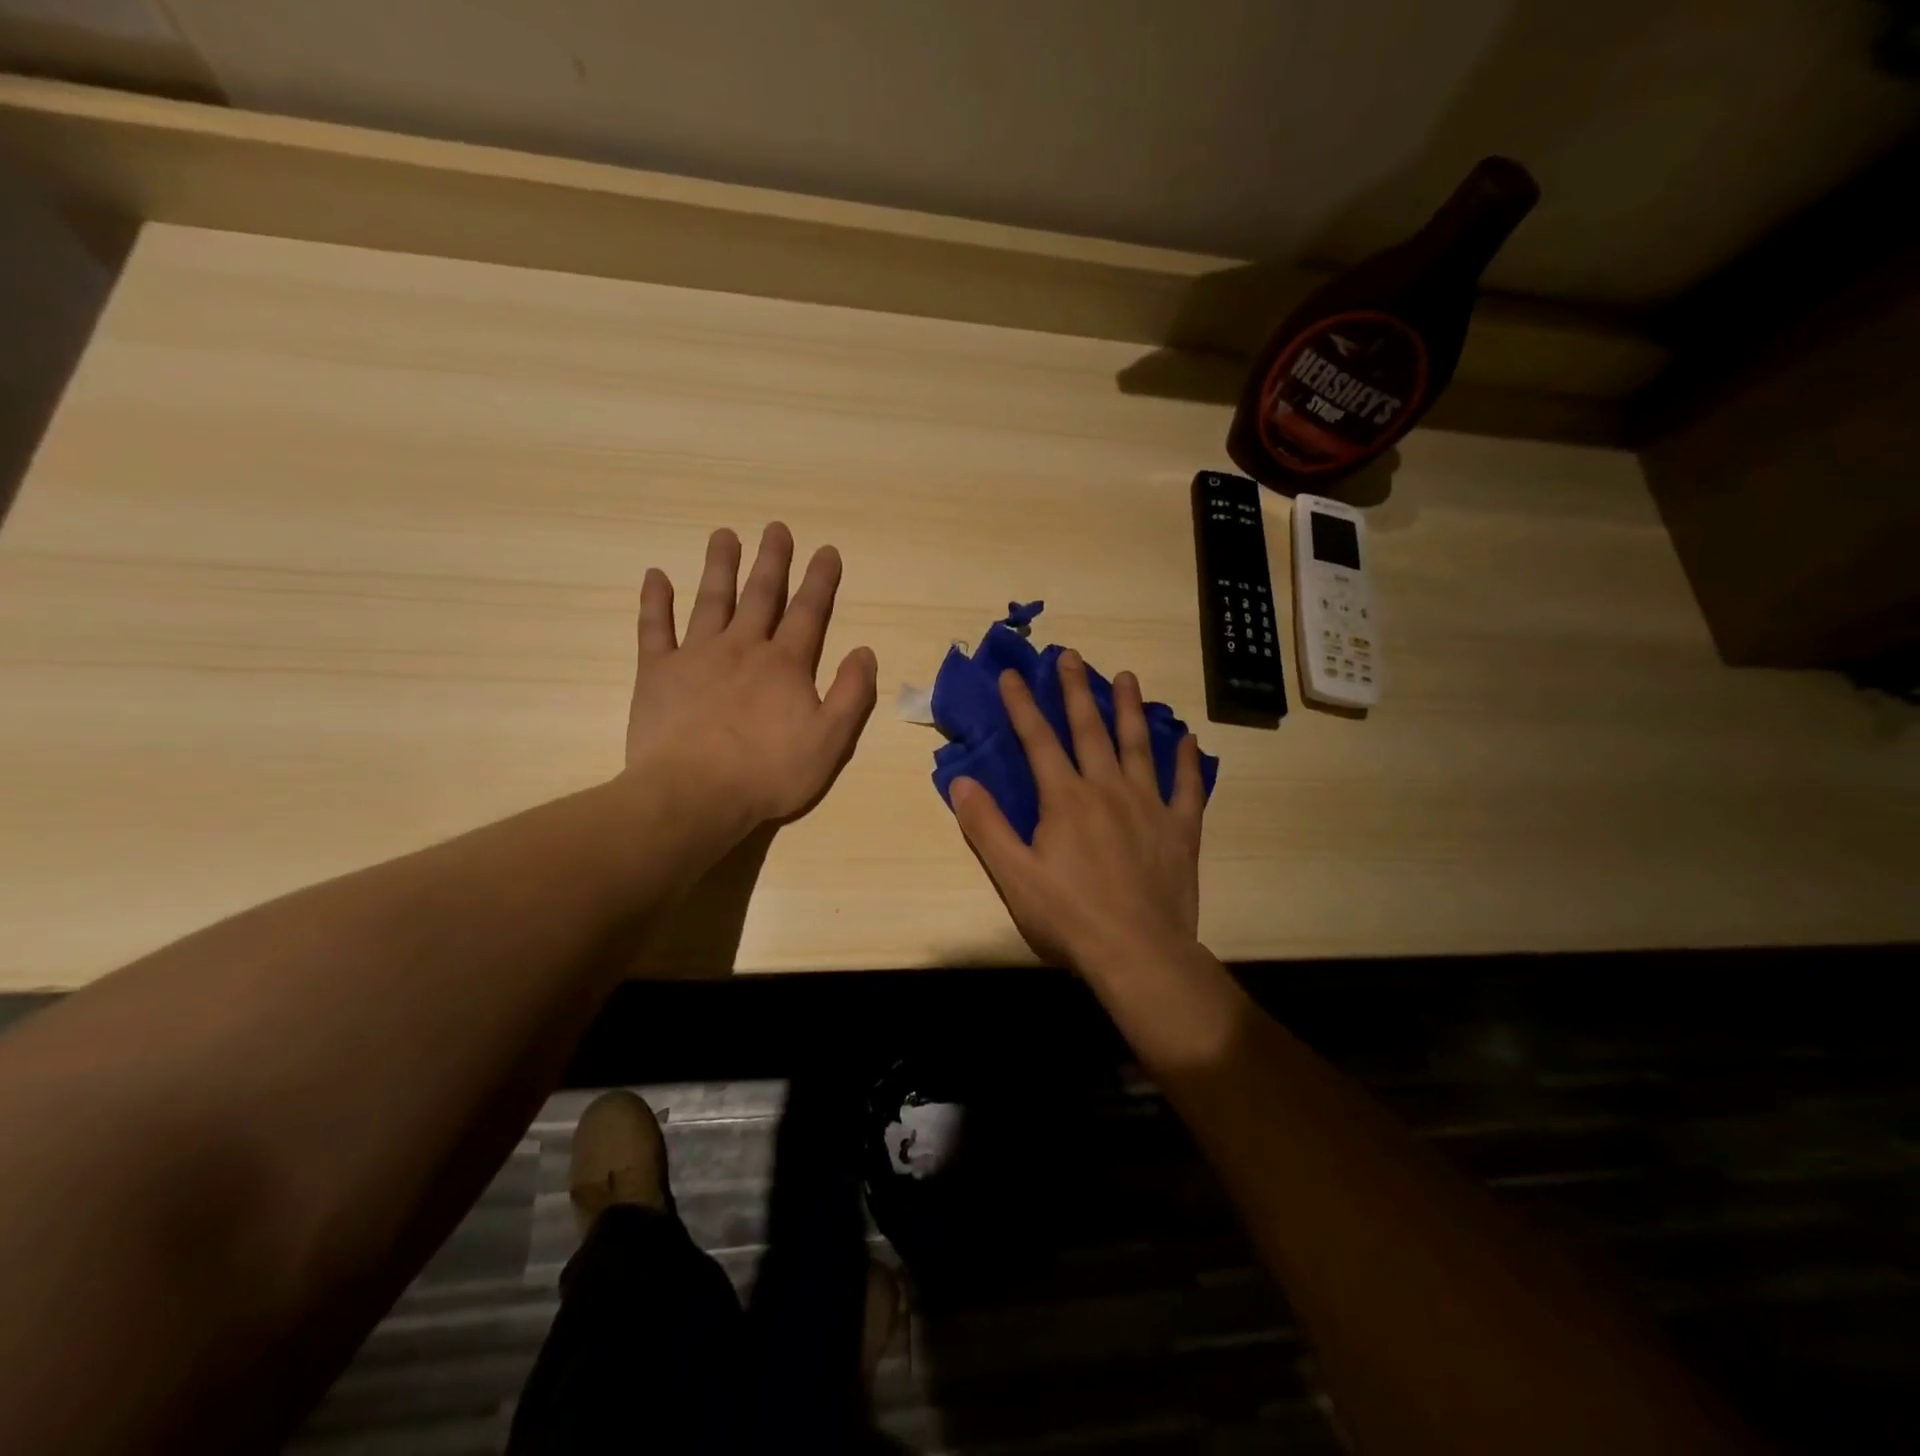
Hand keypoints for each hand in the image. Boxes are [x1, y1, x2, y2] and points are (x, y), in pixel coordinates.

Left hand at [624, 523, 877, 827]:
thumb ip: (852, 694)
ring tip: (724, 535)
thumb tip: (865, 652)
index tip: (826, 550)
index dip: (820, 580)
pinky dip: (655, 601)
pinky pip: (654, 628)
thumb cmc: (768, 773)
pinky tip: (656, 576)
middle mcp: (743, 647)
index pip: (809, 612)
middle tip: (776, 528)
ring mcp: (696, 656)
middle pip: (760, 595)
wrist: (694, 796)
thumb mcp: (830, 741)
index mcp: (786, 664)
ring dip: (719, 566)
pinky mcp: (658, 673)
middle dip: (772, 560)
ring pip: (711, 600)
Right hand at [949, 650, 1205, 973]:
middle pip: (1090, 729)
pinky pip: (1186, 786)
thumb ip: (986, 825)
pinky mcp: (1180, 828)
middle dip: (1076, 690)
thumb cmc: (1069, 916)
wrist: (1137, 952)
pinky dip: (1187, 761)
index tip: (1012, 675)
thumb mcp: (1014, 875)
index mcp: (1066, 799)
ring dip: (1131, 709)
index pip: (1038, 740)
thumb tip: (961, 780)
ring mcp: (1149, 805)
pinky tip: (1189, 739)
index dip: (1022, 705)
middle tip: (1071, 655)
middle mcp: (1108, 789)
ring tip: (1128, 677)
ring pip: (1139, 745)